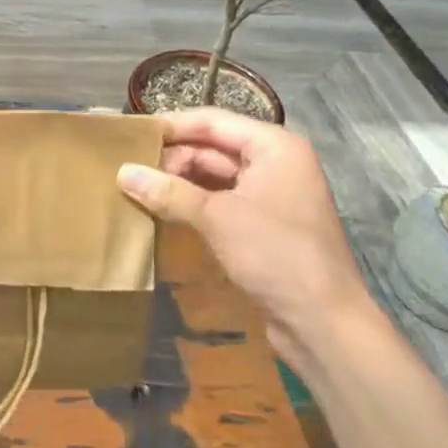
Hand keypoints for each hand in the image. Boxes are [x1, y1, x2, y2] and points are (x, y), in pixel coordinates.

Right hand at [116, 108, 376, 371]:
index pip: (212, 121)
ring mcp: (272, 194)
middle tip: (130, 170)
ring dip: (180, 181)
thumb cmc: (277, 256)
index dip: (170, 126)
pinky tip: (163, 210)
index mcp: (274, 146)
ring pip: (215, 175)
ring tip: (139, 189)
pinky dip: (193, 202)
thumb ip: (168, 192)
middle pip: (213, 146)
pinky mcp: (265, 223)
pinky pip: (221, 200)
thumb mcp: (217, 218)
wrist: (326, 326)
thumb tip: (121, 172)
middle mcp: (276, 162)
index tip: (131, 135)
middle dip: (172, 158)